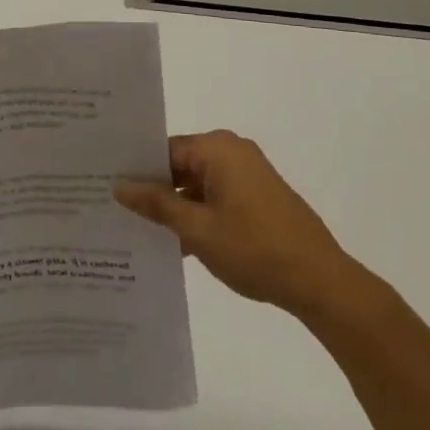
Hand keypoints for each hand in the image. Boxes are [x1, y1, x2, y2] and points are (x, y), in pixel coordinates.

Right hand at [115, 130, 368, 314]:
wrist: (321, 282)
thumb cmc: (255, 249)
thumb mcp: (197, 229)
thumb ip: (157, 205)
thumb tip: (119, 185)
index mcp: (217, 148)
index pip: (164, 150)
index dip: (137, 171)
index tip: (108, 189)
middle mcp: (232, 151)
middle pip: (180, 164)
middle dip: (154, 190)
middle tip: (116, 212)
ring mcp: (248, 174)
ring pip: (197, 184)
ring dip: (176, 207)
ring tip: (139, 232)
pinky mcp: (258, 196)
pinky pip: (216, 196)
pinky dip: (198, 215)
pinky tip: (176, 244)